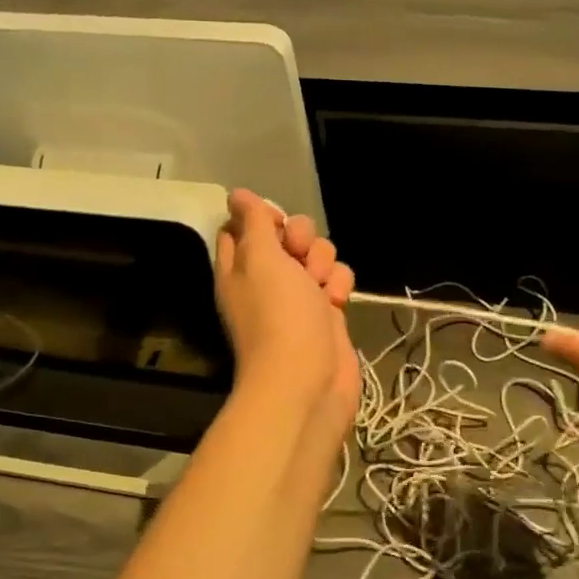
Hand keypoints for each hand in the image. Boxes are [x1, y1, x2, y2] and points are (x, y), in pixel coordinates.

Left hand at [215, 189, 354, 418]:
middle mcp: (267, 279)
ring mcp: (298, 297)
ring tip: (320, 288)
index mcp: (239, 266)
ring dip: (323, 263)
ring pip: (317, 256)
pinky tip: (336, 303)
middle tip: (299, 257)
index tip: (276, 222)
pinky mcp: (326, 313)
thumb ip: (253, 223)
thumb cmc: (278, 316)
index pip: (243, 227)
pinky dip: (339, 287)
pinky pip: (336, 280)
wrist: (307, 382)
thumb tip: (238, 195)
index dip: (262, 217)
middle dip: (302, 238)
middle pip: (287, 236)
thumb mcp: (259, 259)